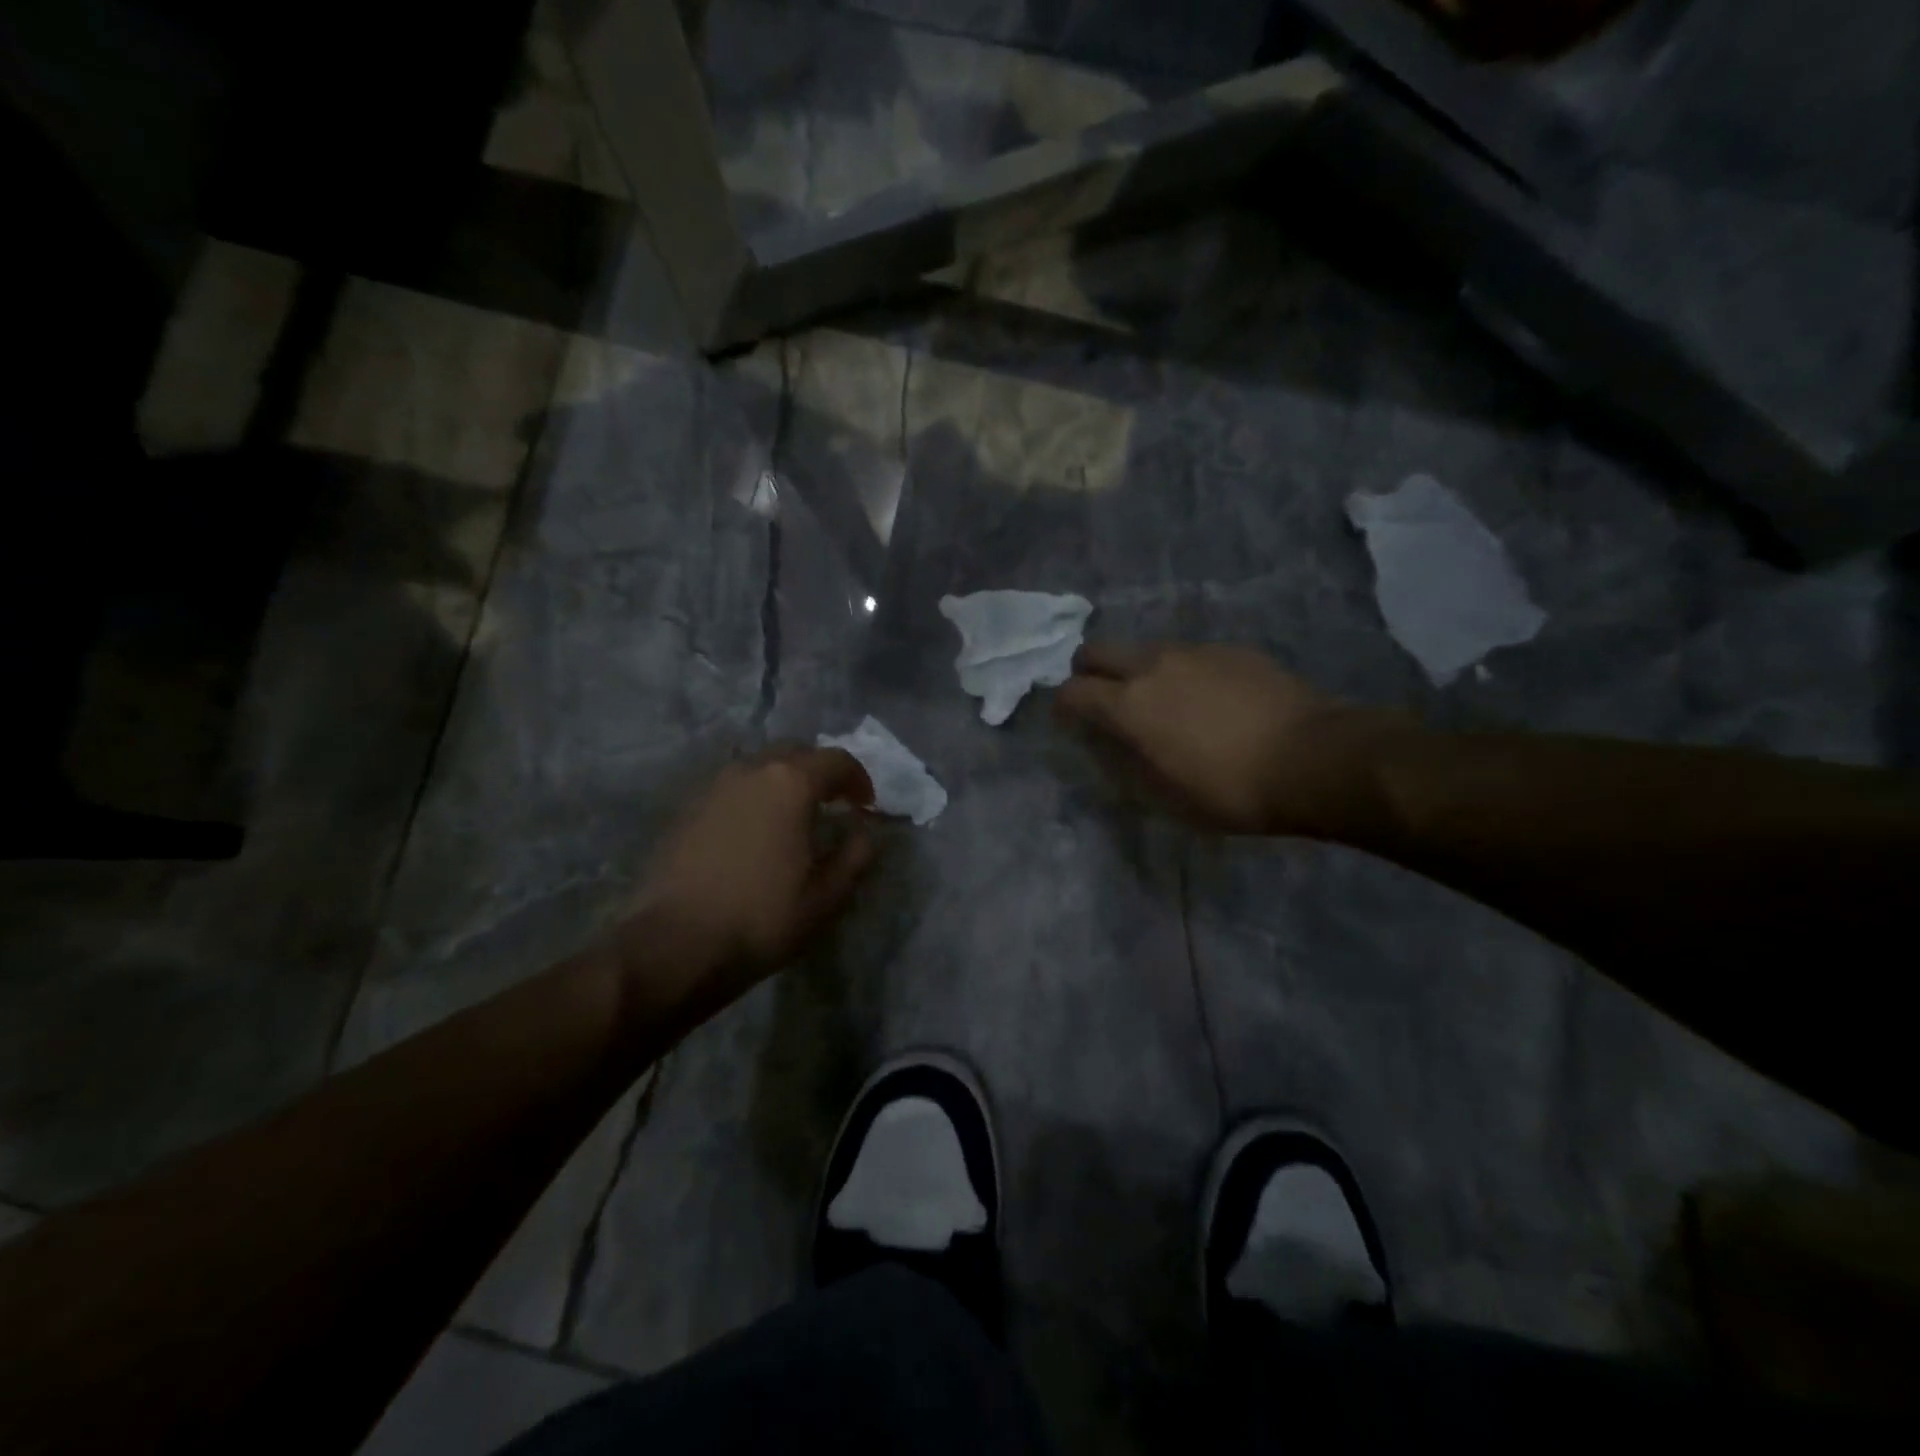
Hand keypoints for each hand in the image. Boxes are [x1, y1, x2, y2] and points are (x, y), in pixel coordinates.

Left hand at [615, 747, 876, 1014]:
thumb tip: (863, 833)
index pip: (836, 760)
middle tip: (832, 804)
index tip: (866, 806)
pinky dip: (753, 798)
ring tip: (792, 818)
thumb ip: (854, 856)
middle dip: (819, 772)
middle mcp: (751, 770)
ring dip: (783, 782)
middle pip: (795, 752)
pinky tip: (754, 833)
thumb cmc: (760, 918)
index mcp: (790, 783)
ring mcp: (713, 787)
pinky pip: (732, 789)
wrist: (672, 944)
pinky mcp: (686, 809)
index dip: (858, 779)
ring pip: (759, 767)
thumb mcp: (825, 897)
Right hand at [1055, 642, 1386, 835]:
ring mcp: (1194, 651)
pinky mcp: (1231, 649)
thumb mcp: (1163, 796)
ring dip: (1136, 672)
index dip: (1062, 708)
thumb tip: (1103, 743)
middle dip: (1087, 674)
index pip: (1071, 692)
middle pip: (1096, 651)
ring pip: (1143, 649)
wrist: (1313, 757)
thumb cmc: (1230, 790)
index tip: (1070, 723)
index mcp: (1128, 704)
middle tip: (1104, 703)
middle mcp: (1153, 665)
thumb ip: (1122, 763)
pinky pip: (1188, 654)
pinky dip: (1181, 672)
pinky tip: (1209, 701)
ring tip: (1162, 704)